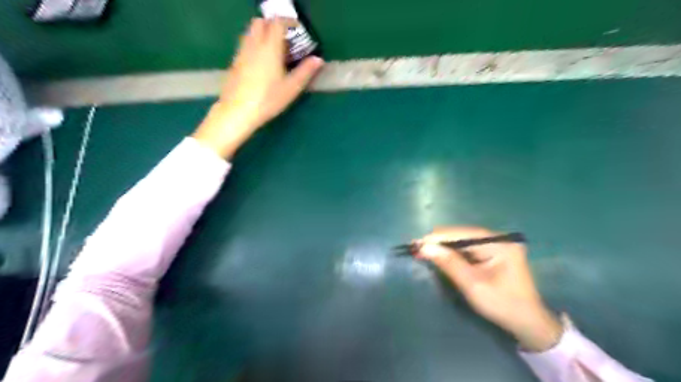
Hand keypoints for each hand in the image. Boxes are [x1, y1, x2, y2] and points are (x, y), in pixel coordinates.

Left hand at [191, 16, 323, 157]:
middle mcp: (253, 45)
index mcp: (269, 48)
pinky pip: (245, 44)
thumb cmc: (268, 99)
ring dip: (262, 34)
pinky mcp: (235, 63)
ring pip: (250, 32)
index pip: (277, 23)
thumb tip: (318, 60)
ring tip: (275, 51)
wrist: (238, 111)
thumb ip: (305, 71)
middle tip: (285, 39)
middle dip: (273, 25)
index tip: (297, 29)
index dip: (288, 22)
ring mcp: (241, 53)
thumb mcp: (291, 88)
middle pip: (260, 22)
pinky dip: (255, 45)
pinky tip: (262, 62)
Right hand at [418, 227, 561, 352]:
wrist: (528, 323)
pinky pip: (468, 247)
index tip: (416, 243)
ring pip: (463, 239)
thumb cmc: (502, 305)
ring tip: (424, 252)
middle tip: (417, 250)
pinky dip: (453, 252)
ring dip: (444, 246)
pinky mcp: (493, 252)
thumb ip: (449, 263)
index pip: (462, 234)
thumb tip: (424, 247)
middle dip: (439, 242)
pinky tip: (441, 256)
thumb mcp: (473, 285)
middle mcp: (498, 238)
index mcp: (499, 243)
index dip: (437, 238)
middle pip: (462, 234)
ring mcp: (497, 244)